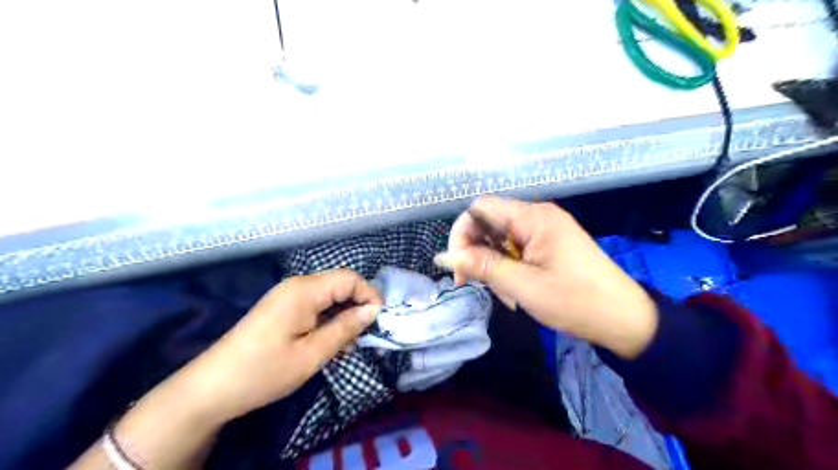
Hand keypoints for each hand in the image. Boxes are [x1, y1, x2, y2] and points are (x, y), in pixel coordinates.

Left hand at [184, 268, 382, 421]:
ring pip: (329, 296)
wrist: (211, 388)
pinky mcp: (282, 308)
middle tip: (364, 336)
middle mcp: (297, 285)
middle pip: (340, 284)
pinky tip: (329, 342)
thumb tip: (373, 311)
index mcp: (304, 290)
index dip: (369, 295)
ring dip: (343, 315)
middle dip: (357, 306)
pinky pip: (315, 305)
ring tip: (347, 345)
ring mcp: (287, 296)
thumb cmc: (264, 371)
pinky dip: (328, 320)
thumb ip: (345, 328)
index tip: (379, 322)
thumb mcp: (312, 354)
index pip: (350, 279)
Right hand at [435, 196, 657, 356]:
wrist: (624, 319)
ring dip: (491, 264)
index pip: (481, 208)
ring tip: (501, 293)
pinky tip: (512, 291)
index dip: (462, 232)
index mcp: (534, 218)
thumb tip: (445, 256)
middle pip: (489, 222)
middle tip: (470, 282)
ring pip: (499, 239)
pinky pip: (515, 249)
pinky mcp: (548, 245)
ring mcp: (544, 231)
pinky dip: (507, 268)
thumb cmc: (576, 301)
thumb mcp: (524, 286)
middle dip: (474, 251)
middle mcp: (538, 217)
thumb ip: (483, 267)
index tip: (458, 264)